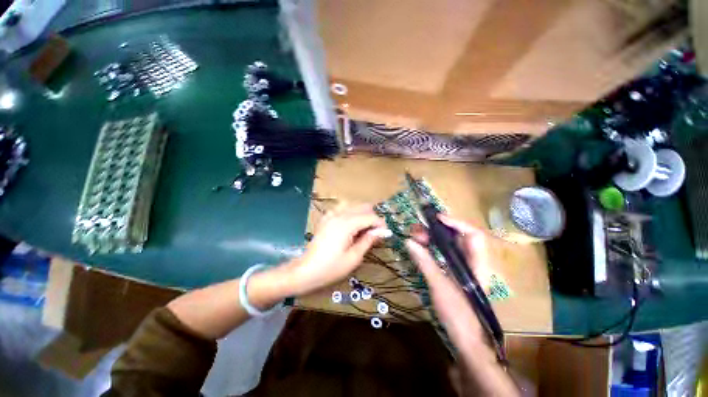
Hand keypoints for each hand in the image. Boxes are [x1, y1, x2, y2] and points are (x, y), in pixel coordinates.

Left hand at [286, 203, 388, 295]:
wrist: (306, 271)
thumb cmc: (331, 268)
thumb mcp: (354, 258)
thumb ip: (368, 241)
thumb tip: (380, 232)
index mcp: (347, 224)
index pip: (370, 216)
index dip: (380, 224)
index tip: (384, 234)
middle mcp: (339, 215)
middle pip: (362, 207)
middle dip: (372, 218)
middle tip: (374, 233)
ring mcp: (331, 215)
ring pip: (353, 205)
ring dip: (361, 214)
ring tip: (363, 229)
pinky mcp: (326, 218)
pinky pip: (342, 209)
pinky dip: (350, 213)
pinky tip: (349, 225)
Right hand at [405, 214, 494, 356]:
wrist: (467, 342)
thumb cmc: (459, 315)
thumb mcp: (440, 286)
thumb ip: (425, 262)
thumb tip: (409, 241)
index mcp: (477, 264)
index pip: (473, 235)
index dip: (456, 223)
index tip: (436, 218)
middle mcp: (472, 263)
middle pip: (458, 238)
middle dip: (438, 230)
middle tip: (418, 230)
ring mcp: (463, 269)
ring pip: (449, 246)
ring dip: (433, 239)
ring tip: (415, 238)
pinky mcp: (454, 275)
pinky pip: (443, 255)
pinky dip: (432, 249)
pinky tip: (420, 249)